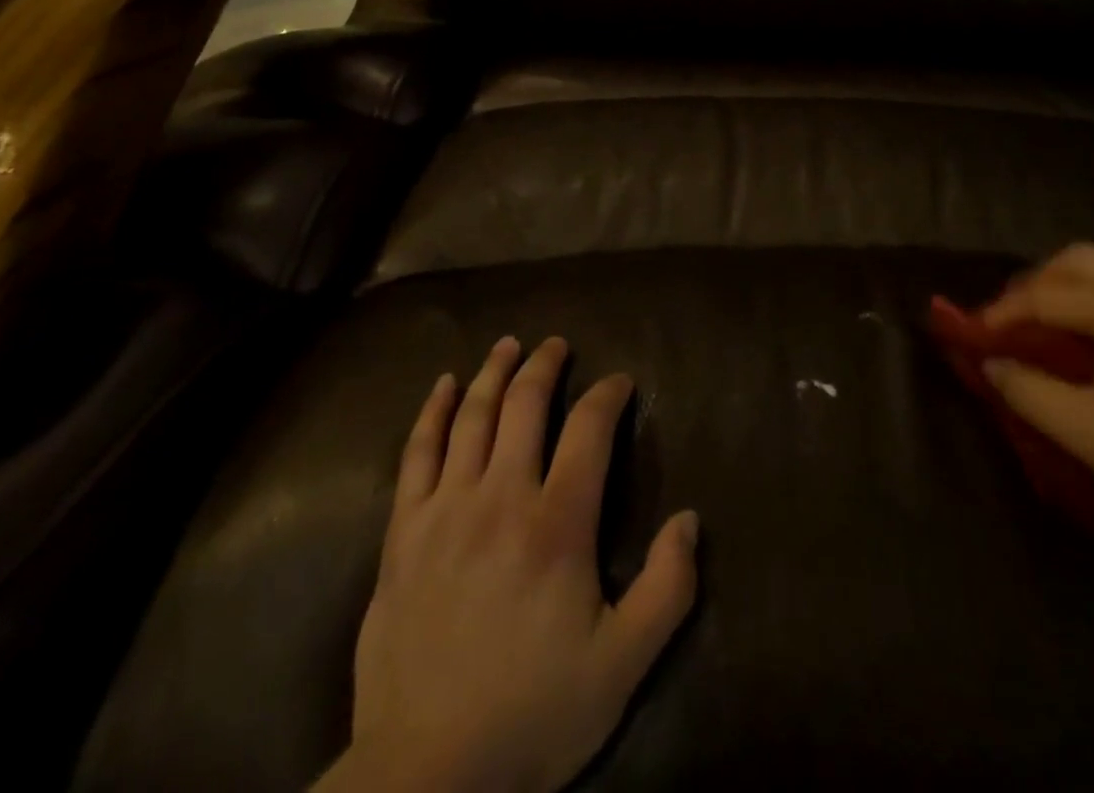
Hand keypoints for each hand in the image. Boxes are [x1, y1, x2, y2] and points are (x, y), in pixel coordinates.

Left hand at [322, 336, 699, 792]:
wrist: (424, 774)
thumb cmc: (531, 714)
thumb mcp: (622, 665)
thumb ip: (667, 590)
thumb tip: (689, 519)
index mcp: (557, 524)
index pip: (589, 430)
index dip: (608, 395)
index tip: (620, 381)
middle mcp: (501, 497)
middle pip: (525, 406)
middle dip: (546, 367)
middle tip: (558, 345)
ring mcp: (445, 509)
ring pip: (471, 416)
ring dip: (492, 372)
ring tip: (509, 345)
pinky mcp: (404, 531)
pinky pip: (416, 453)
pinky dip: (431, 412)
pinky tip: (442, 386)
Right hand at [980, 244, 1093, 552]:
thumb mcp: (1090, 436)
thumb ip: (1030, 392)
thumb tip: (991, 363)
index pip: (1049, 295)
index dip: (1006, 311)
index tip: (979, 334)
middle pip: (1085, 259)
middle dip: (1041, 281)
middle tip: (1019, 317)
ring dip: (1088, 281)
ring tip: (1071, 317)